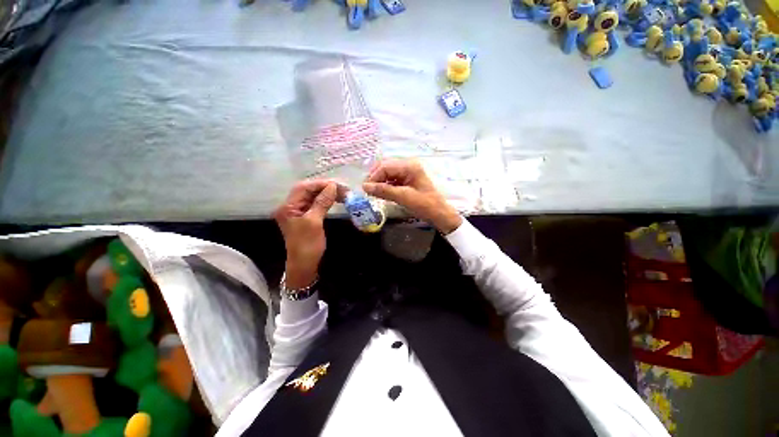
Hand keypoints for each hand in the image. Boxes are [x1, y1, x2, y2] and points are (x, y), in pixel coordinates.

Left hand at [275, 180, 337, 288]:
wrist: (304, 265)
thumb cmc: (307, 245)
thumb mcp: (314, 222)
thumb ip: (322, 202)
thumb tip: (333, 186)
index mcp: (288, 207)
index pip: (303, 188)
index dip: (320, 184)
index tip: (337, 185)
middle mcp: (291, 206)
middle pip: (308, 190)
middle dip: (325, 187)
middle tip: (343, 188)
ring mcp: (299, 211)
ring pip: (313, 196)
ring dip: (328, 193)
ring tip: (342, 193)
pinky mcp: (306, 216)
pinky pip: (316, 204)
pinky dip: (326, 200)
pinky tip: (335, 199)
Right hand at [363, 159, 461, 233]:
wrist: (440, 214)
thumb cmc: (425, 205)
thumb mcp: (404, 197)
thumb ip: (384, 191)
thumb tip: (365, 187)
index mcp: (409, 166)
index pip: (385, 166)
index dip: (374, 177)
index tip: (365, 189)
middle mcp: (408, 166)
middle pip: (385, 167)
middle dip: (375, 178)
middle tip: (367, 190)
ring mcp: (408, 173)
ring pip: (388, 174)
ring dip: (379, 182)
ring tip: (373, 193)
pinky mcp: (408, 181)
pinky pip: (392, 180)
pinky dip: (385, 185)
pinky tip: (382, 193)